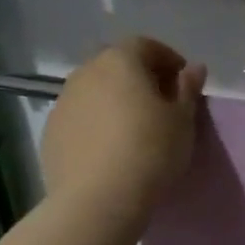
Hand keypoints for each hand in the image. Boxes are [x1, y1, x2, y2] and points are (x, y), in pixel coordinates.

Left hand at [42, 38, 206, 223]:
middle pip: (117, 65)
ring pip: (95, 92)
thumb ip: (188, 90)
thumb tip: (193, 68)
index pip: (147, 45)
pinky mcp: (51, 132)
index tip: (184, 83)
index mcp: (120, 61)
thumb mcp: (183, 121)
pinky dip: (96, 125)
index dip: (169, 60)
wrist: (98, 199)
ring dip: (115, 102)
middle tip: (160, 106)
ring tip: (134, 131)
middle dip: (140, 79)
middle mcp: (86, 72)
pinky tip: (110, 151)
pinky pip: (81, 119)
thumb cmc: (151, 152)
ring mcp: (63, 102)